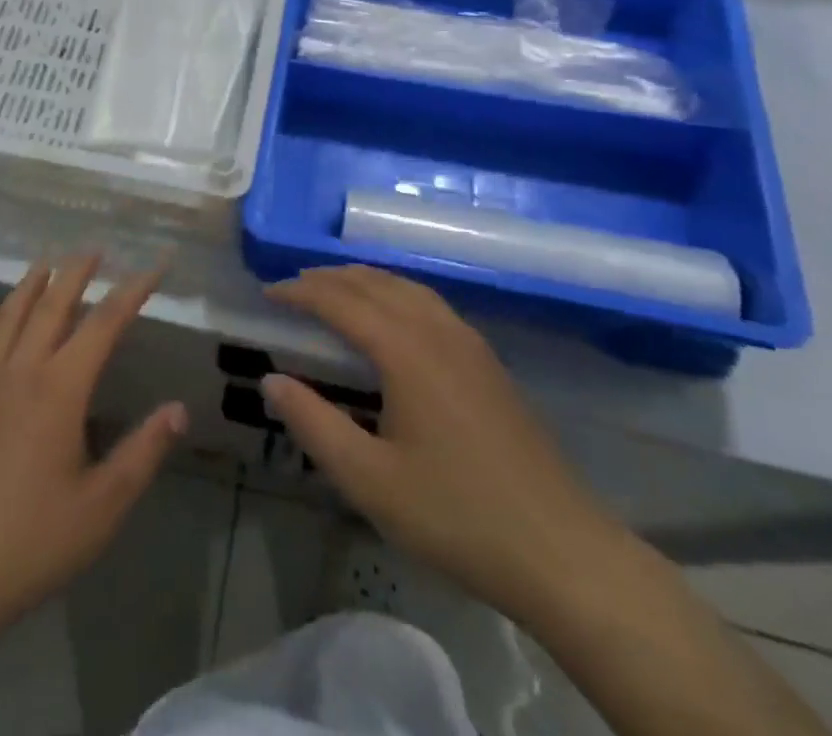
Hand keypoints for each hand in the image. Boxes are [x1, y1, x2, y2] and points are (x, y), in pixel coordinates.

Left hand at [0, 257, 187, 648]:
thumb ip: (143, 453)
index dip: (131, 292)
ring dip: (29, 286)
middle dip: (75, 274)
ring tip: (45, 264)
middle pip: (50, 306)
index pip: (103, 325)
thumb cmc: (30, 543)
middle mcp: (20, 372)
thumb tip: (179, 409)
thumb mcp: (101, 508)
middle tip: (93, 249)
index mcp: (59, 390)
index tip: (153, 266)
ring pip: (7, 318)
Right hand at [262, 266, 625, 618]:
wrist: (563, 553)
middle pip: (374, 283)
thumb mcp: (370, 480)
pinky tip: (392, 319)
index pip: (340, 301)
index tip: (268, 293)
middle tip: (293, 287)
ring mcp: (469, 343)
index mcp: (405, 350)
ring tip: (334, 291)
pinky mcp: (488, 363)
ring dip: (364, 281)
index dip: (300, 291)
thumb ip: (314, 424)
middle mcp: (437, 331)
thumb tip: (272, 380)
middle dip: (329, 278)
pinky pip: (429, 304)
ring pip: (406, 288)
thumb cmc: (457, 516)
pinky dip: (395, 294)